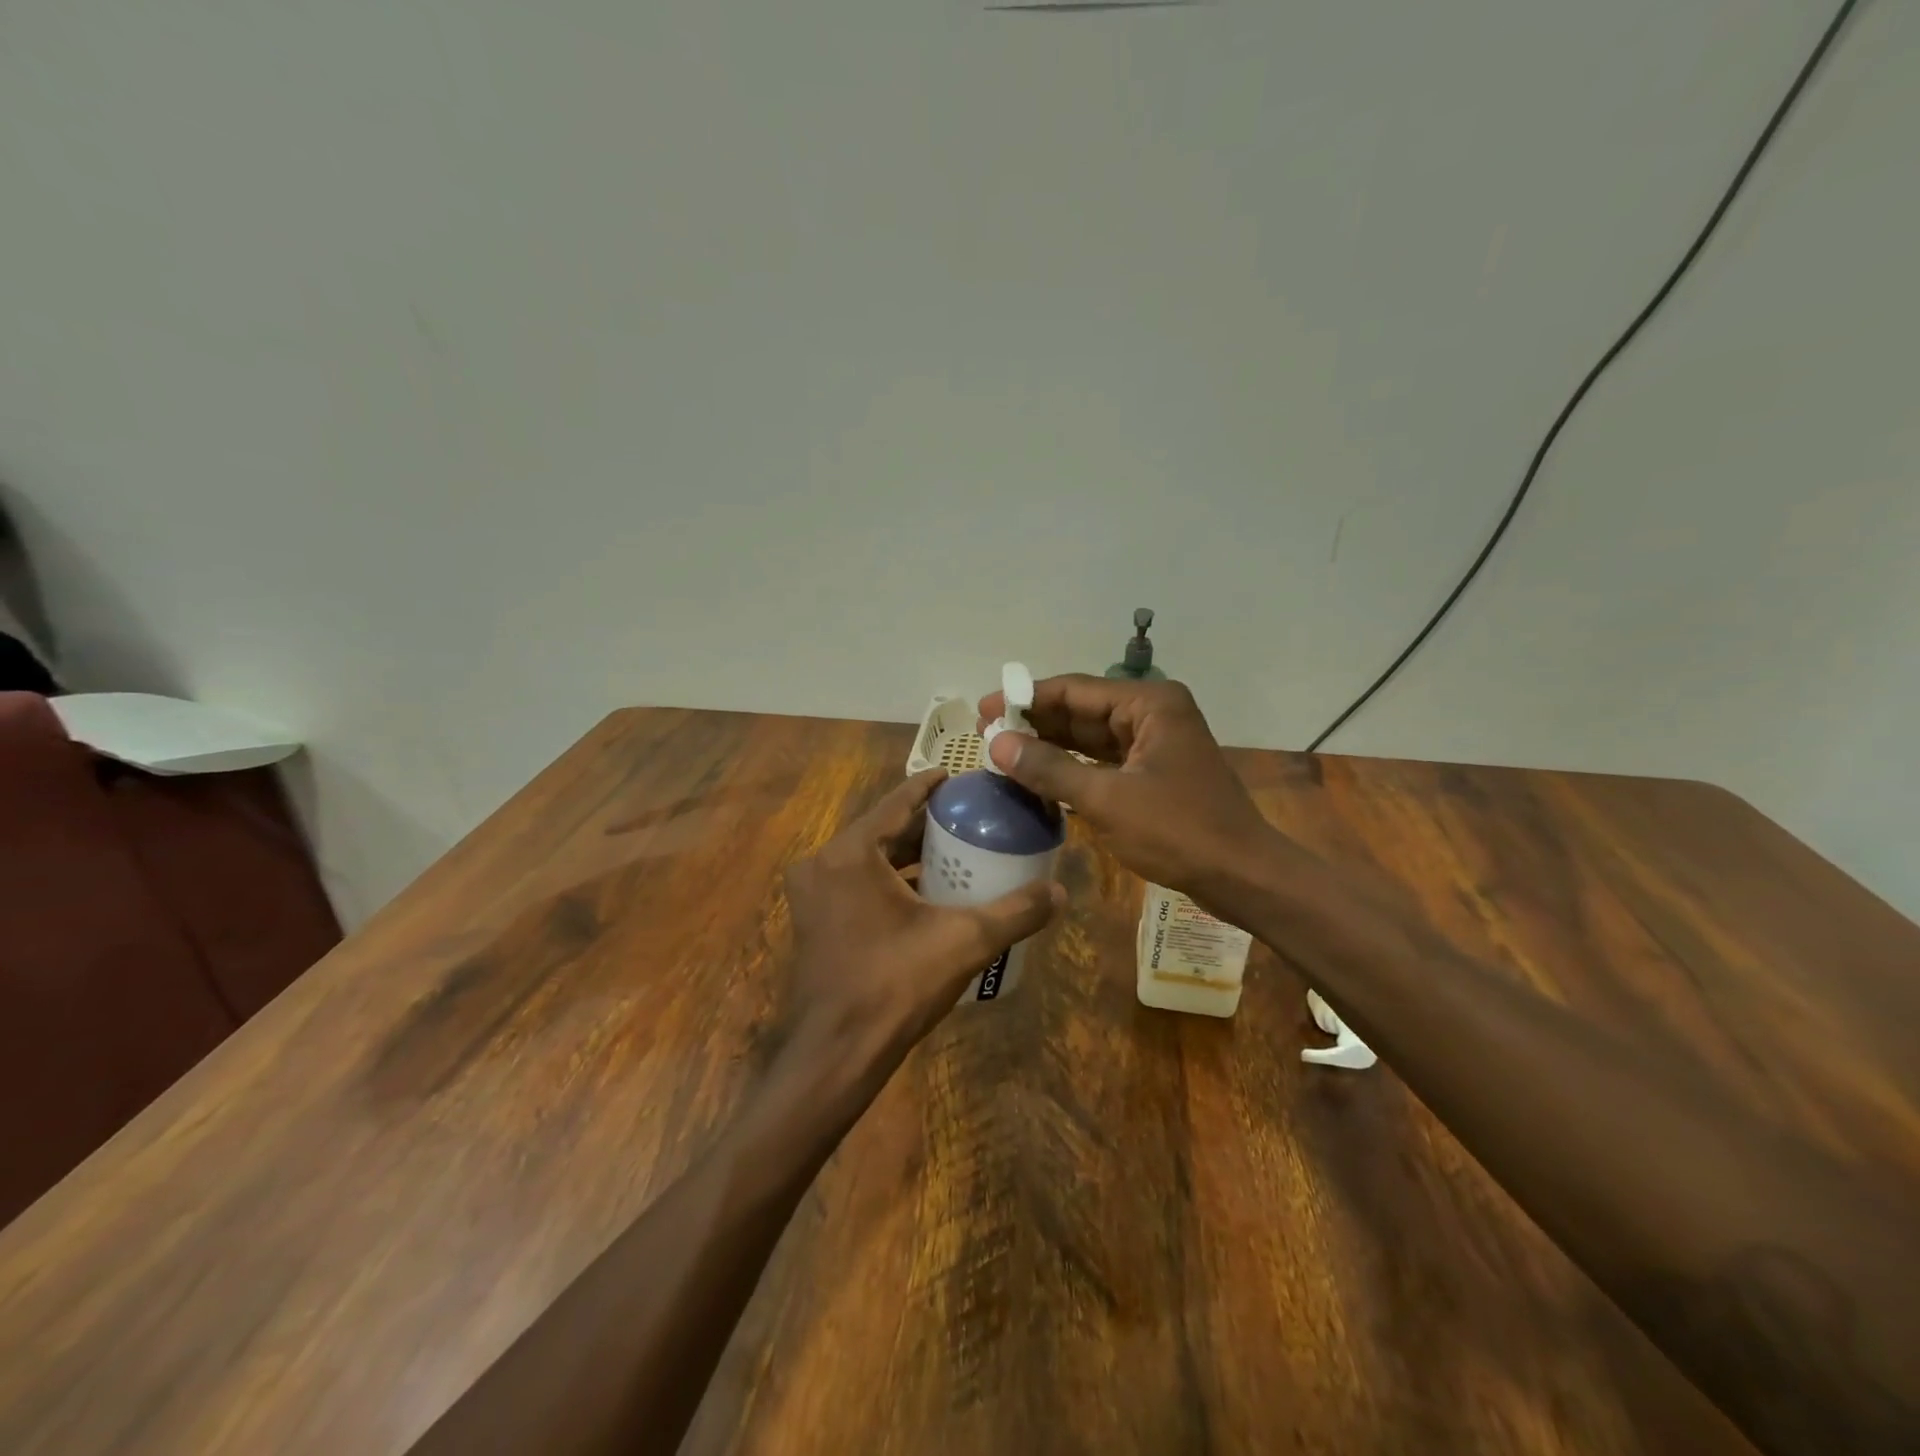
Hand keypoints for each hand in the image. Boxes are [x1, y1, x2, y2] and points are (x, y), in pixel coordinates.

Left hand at [781, 768, 1063, 1093]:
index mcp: (850, 854)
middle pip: (881, 829)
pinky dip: (887, 879)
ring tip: (953, 850)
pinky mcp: (813, 920)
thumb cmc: (894, 987)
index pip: (896, 802)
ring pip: (867, 857)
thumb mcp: (964, 942)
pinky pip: (855, 882)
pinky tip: (923, 892)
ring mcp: (812, 894)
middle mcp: (822, 864)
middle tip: (967, 817)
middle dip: (923, 823)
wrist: (834, 1055)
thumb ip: (1014, 912)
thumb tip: (1060, 892)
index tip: (960, 777)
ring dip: (906, 853)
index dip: (930, 786)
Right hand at [978, 675, 1279, 905]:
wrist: (1242, 875)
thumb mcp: (1106, 799)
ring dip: (1050, 744)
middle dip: (1036, 721)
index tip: (984, 708)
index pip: (1075, 689)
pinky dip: (1072, 767)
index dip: (1026, 698)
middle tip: (986, 732)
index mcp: (1149, 704)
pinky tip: (1039, 773)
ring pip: (1090, 736)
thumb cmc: (1178, 831)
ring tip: (1003, 752)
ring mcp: (1154, 744)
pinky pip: (1103, 760)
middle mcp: (1153, 713)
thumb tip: (997, 743)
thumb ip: (1049, 768)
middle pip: (1081, 710)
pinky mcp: (1153, 772)